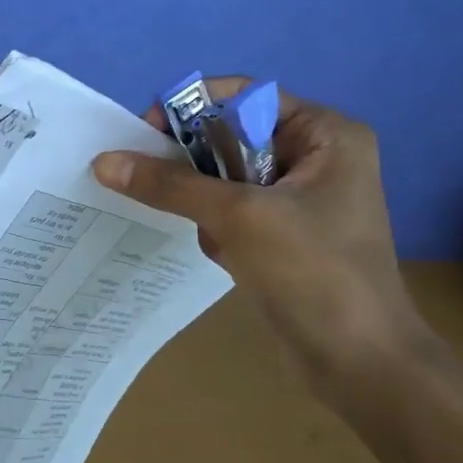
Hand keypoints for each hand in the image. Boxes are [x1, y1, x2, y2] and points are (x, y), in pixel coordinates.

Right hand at [93, 79, 427, 379]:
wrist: (359, 364)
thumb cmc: (313, 272)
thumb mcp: (238, 216)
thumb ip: (170, 184)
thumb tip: (103, 161)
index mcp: (324, 134)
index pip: (244, 98)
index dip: (192, 108)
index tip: (144, 135)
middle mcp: (314, 158)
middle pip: (230, 138)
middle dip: (193, 163)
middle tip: (152, 181)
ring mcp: (298, 200)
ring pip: (224, 179)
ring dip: (203, 203)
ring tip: (212, 234)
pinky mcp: (282, 236)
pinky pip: (230, 213)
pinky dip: (215, 229)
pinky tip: (226, 257)